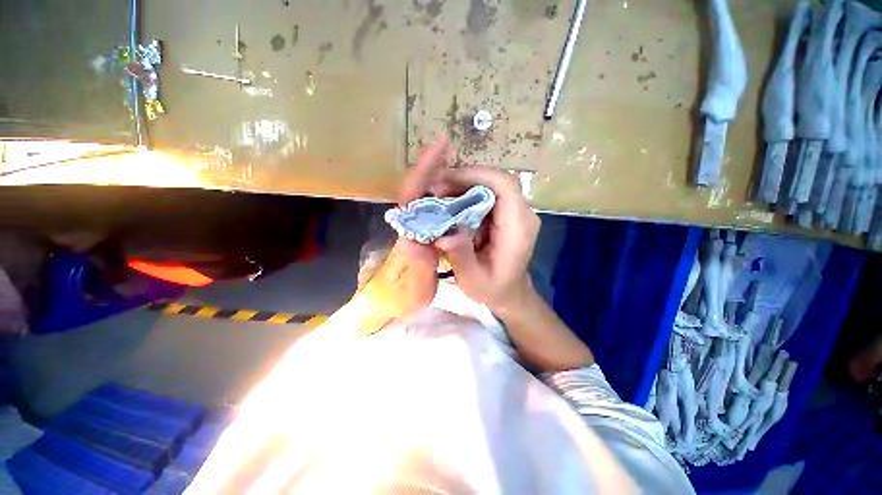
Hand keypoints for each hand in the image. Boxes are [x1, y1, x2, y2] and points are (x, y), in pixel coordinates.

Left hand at [354, 138, 453, 327]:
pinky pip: (440, 209)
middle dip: (434, 165)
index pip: (412, 194)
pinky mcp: (429, 231)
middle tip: (450, 148)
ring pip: (430, 196)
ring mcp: (420, 226)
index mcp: (408, 232)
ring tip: (463, 167)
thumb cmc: (403, 297)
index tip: (440, 147)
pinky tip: (465, 194)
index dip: (424, 169)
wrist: (401, 303)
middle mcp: (412, 223)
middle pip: (420, 187)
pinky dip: (451, 197)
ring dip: (443, 178)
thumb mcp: (412, 287)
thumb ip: (415, 266)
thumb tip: (417, 241)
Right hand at [435, 167, 539, 312]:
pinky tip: (450, 203)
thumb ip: (461, 257)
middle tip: (436, 189)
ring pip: (490, 184)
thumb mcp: (474, 280)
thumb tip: (443, 235)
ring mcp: (516, 212)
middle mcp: (522, 214)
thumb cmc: (493, 289)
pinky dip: (467, 194)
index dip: (475, 175)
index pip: (505, 185)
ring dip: (463, 185)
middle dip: (464, 179)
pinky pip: (487, 194)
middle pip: (496, 180)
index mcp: (518, 227)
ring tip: (439, 195)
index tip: (445, 181)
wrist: (509, 292)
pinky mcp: (507, 214)